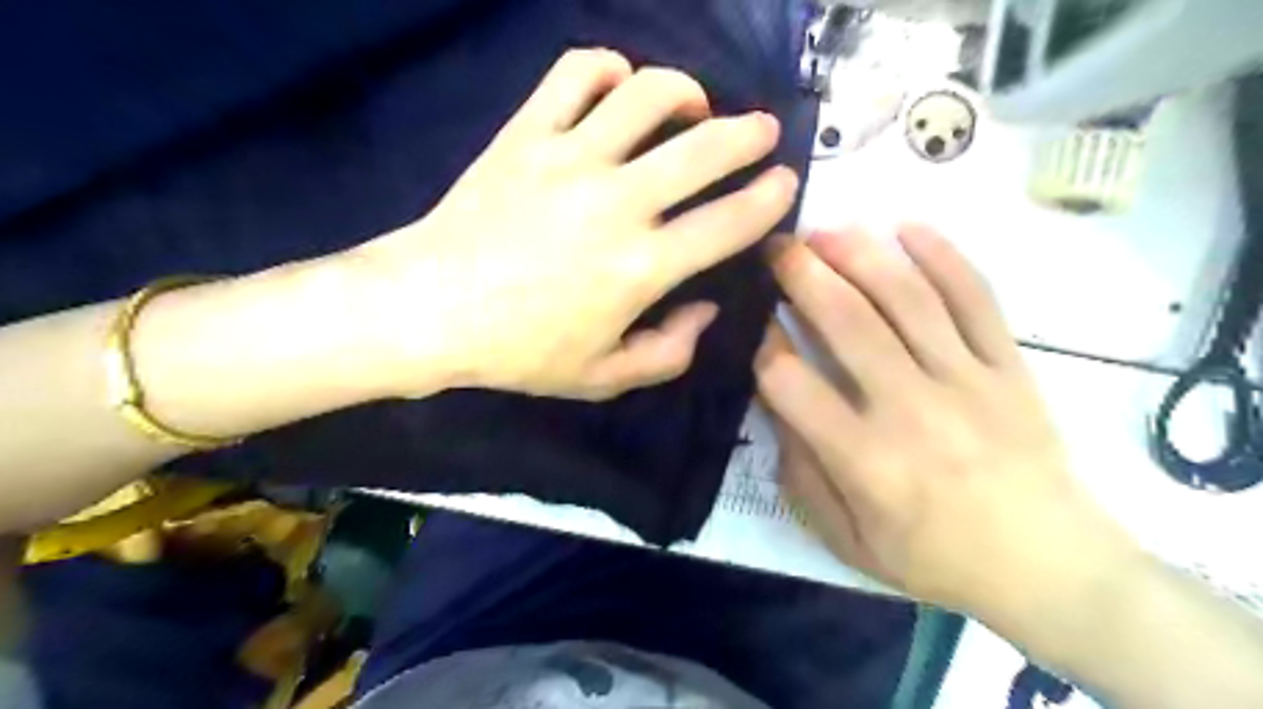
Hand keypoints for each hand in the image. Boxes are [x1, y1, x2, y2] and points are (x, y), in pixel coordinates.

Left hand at [355, 51, 791, 401]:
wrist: (430, 310)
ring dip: (685, 91)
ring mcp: (569, 159)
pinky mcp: (526, 134)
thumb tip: (706, 307)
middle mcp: (617, 203)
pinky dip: (608, 68)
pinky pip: (575, 75)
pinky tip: (619, 85)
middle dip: (750, 133)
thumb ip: (670, 352)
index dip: (770, 199)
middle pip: (705, 147)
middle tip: (761, 132)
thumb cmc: (521, 351)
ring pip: (647, 94)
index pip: (728, 222)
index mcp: (641, 267)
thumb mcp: (604, 378)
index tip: (786, 184)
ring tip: (693, 105)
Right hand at [753, 226, 1128, 618]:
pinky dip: (943, 256)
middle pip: (847, 322)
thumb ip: (802, 475)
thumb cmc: (936, 559)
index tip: (748, 319)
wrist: (1050, 566)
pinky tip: (908, 227)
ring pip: (907, 298)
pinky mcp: (1008, 366)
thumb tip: (775, 408)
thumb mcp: (848, 541)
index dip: (760, 343)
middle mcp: (911, 408)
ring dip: (860, 254)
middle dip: (802, 274)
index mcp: (865, 460)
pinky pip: (976, 298)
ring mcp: (966, 380)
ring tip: (826, 231)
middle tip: (776, 246)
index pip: (792, 383)